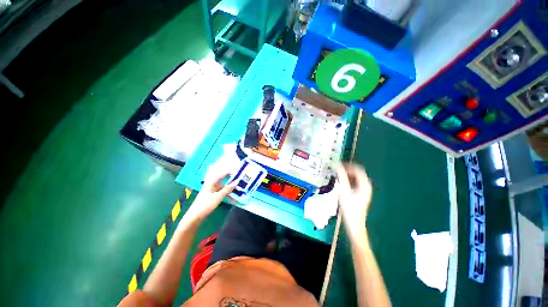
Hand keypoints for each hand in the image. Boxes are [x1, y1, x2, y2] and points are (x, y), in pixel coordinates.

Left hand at [185, 168, 237, 221]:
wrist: (195, 216)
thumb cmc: (206, 204)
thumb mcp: (218, 196)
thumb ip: (228, 189)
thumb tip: (237, 181)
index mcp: (211, 182)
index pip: (222, 174)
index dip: (230, 172)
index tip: (238, 173)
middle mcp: (211, 185)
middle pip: (223, 180)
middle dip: (231, 180)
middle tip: (240, 180)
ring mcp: (212, 190)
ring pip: (223, 187)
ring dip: (230, 188)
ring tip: (238, 189)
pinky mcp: (212, 196)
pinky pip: (221, 192)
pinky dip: (227, 193)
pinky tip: (232, 197)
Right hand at [336, 163, 372, 236]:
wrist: (354, 225)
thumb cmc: (350, 208)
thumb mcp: (344, 191)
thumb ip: (341, 177)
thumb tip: (337, 165)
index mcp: (365, 185)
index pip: (358, 170)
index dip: (348, 166)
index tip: (338, 165)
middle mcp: (366, 186)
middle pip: (357, 173)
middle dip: (347, 170)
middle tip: (336, 170)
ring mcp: (363, 191)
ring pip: (355, 178)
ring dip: (346, 175)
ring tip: (337, 175)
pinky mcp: (359, 195)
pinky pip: (354, 183)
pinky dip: (347, 180)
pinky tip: (340, 183)